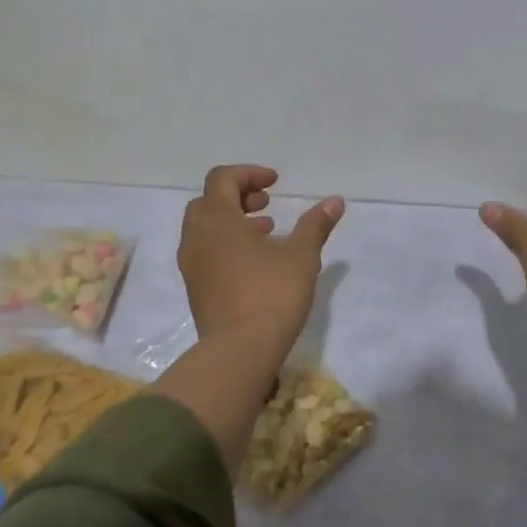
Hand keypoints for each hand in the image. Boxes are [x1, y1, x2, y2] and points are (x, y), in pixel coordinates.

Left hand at [178, 165, 344, 356]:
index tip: (275, 184)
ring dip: (232, 222)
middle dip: (238, 197)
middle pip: (209, 201)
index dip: (249, 174)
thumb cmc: (271, 295)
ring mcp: (191, 265)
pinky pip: (205, 252)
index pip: (222, 178)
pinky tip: (255, 264)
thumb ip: (315, 224)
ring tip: (266, 233)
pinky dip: (225, 244)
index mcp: (217, 219)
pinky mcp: (195, 288)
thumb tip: (335, 200)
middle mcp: (196, 237)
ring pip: (205, 229)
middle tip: (267, 206)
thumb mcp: (301, 256)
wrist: (238, 352)